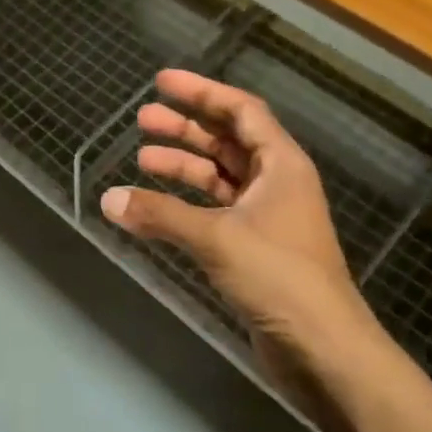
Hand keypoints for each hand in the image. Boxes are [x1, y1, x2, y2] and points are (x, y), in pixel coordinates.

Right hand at [100, 69, 377, 368]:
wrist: (324, 350)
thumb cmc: (279, 277)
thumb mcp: (216, 238)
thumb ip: (160, 214)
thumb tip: (108, 199)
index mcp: (281, 164)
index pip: (240, 111)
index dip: (201, 91)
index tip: (161, 81)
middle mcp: (275, 182)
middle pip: (226, 141)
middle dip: (185, 127)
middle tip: (142, 119)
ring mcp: (266, 216)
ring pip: (219, 177)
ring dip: (183, 166)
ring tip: (141, 158)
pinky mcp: (254, 248)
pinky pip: (214, 210)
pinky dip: (185, 204)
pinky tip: (155, 206)